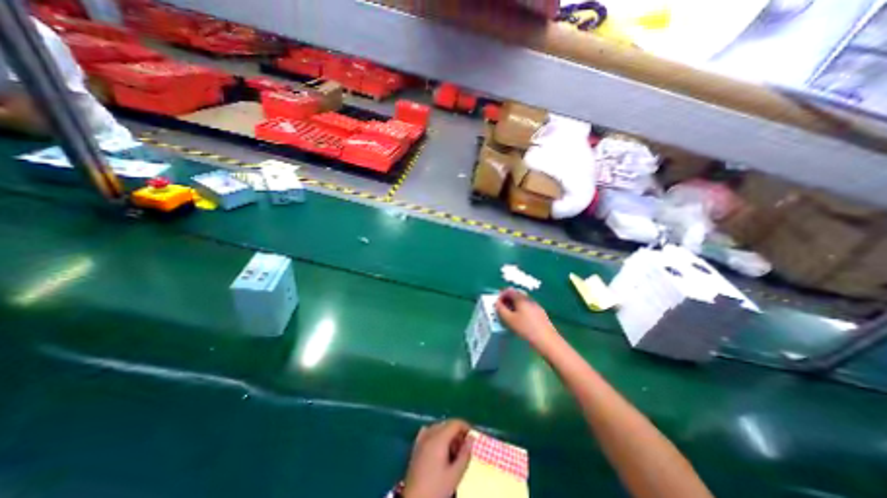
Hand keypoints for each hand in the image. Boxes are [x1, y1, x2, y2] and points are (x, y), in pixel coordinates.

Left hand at [402, 420, 469, 497]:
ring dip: (448, 435)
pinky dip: (437, 436)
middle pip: (447, 424)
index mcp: (439, 438)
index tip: (473, 437)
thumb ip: (465, 454)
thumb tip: (471, 438)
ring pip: (438, 428)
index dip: (466, 427)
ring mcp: (421, 439)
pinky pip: (429, 433)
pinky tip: (440, 449)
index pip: (455, 423)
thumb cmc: (436, 489)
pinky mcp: (416, 447)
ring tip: (454, 452)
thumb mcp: (455, 475)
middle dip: (458, 433)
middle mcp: (429, 434)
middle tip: (465, 448)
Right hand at [497, 287, 556, 345]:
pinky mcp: (541, 313)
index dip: (501, 295)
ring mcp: (536, 305)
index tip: (497, 304)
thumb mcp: (509, 320)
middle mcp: (529, 299)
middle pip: (516, 295)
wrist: (547, 340)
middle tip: (502, 310)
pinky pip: (528, 307)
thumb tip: (497, 303)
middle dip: (508, 300)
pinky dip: (521, 310)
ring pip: (522, 301)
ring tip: (510, 316)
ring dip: (514, 305)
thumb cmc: (526, 329)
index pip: (509, 290)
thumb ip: (501, 310)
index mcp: (521, 299)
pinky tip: (521, 320)